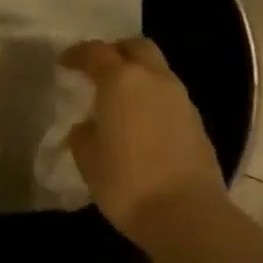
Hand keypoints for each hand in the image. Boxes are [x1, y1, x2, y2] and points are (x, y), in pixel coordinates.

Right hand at [60, 37, 224, 243]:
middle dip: (115, 52)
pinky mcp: (197, 121)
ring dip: (137, 75)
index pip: (96, 52)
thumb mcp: (88, 158)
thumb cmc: (126, 182)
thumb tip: (89, 125)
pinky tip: (141, 122)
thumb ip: (84, 133)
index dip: (77, 54)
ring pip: (157, 70)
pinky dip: (152, 98)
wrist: (187, 214)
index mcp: (121, 80)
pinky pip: (169, 95)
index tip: (65, 64)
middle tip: (98, 70)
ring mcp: (180, 98)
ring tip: (120, 99)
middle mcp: (154, 79)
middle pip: (136, 47)